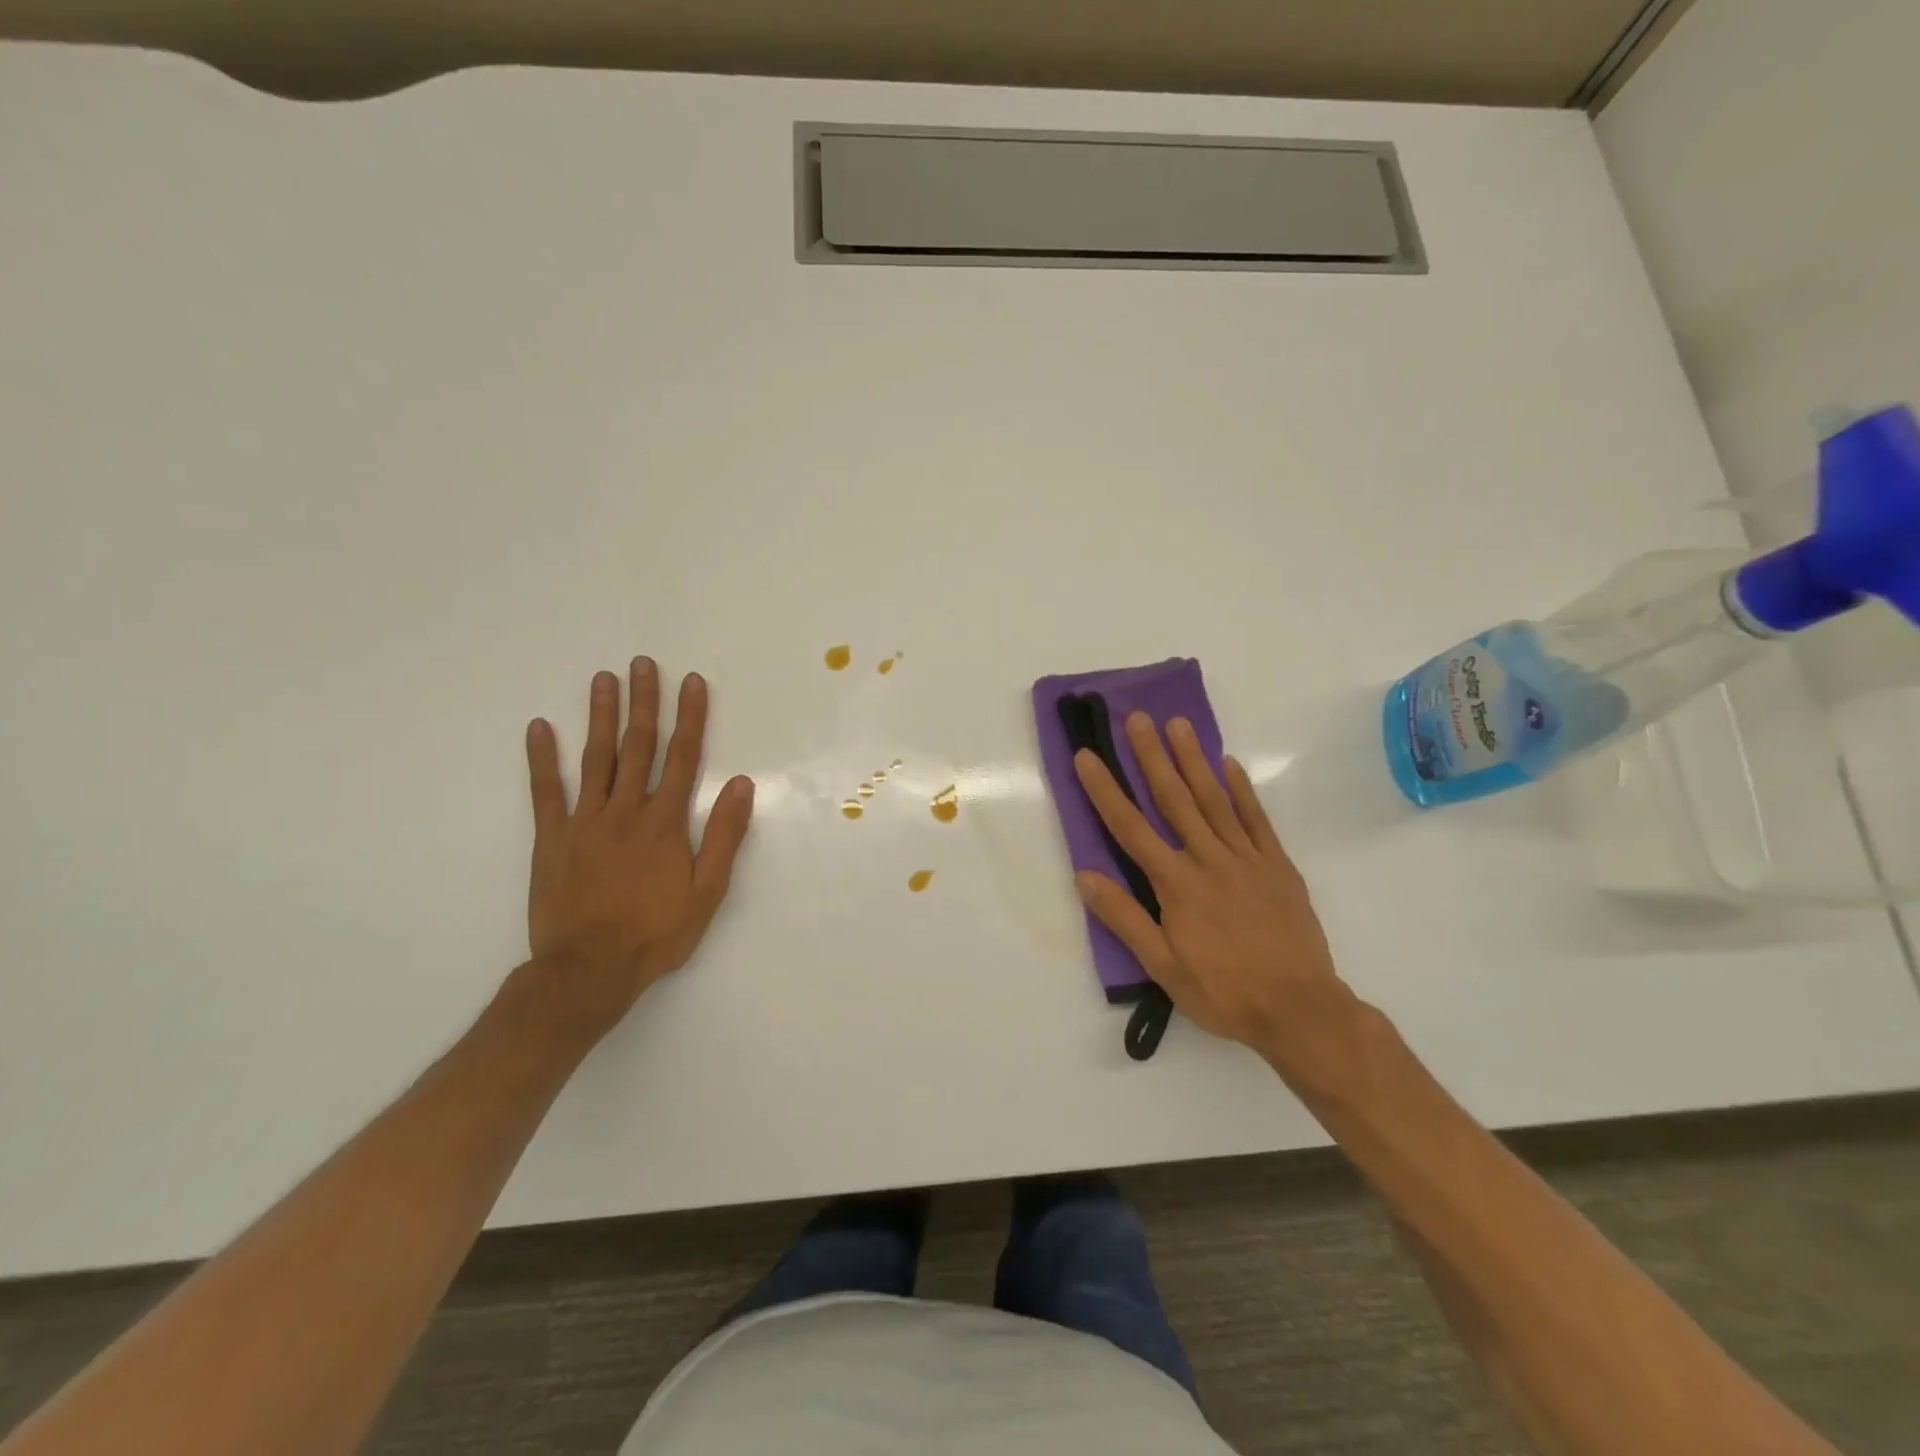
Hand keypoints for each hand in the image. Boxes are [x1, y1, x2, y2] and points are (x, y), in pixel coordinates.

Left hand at [523, 658, 753, 1042]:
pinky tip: (540, 727)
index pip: (683, 758)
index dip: (690, 718)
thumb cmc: (656, 933)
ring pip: (595, 759)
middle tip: (643, 663)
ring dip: (600, 716)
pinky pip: (546, 792)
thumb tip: (742, 784)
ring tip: (604, 679)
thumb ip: (724, 835)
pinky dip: (542, 759)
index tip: (692, 682)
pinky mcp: (552, 839)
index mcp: (665, 823)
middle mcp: (626, 812)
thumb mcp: (707, 891)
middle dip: (644, 703)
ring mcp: (584, 822)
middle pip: (638, 747)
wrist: (588, 971)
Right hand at [1072, 714, 1361, 1082]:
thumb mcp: (1163, 966)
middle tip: (1137, 718)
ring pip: (1215, 799)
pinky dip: (1242, 789)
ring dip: (1194, 759)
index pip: (1131, 827)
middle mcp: (1209, 859)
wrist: (1301, 1009)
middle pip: (1174, 799)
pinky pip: (1257, 819)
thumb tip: (1085, 876)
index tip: (1087, 756)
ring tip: (1178, 724)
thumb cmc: (1224, 992)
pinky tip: (1229, 764)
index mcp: (1176, 883)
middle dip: (1151, 756)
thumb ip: (1124, 918)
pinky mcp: (1278, 865)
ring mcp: (1247, 858)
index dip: (1106, 790)